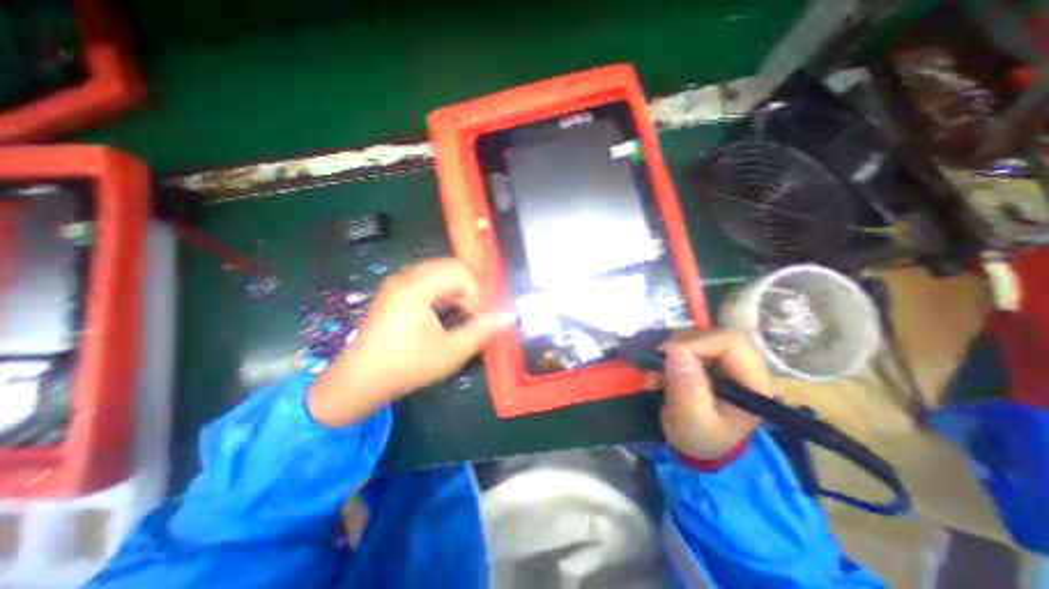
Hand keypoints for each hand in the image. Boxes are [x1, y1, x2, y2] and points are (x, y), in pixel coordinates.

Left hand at [307, 260, 514, 425]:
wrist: (359, 382)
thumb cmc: (406, 367)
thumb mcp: (450, 351)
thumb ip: (483, 330)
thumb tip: (510, 316)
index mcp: (415, 287)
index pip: (460, 271)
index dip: (478, 291)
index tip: (481, 316)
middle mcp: (405, 277)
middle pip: (451, 267)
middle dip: (470, 289)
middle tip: (475, 314)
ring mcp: (398, 283)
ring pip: (441, 274)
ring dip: (458, 292)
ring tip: (462, 317)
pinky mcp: (396, 292)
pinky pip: (429, 282)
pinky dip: (445, 295)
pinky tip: (446, 317)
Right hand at [658, 332, 773, 459]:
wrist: (700, 445)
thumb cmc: (701, 438)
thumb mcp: (691, 421)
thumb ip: (686, 389)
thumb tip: (674, 350)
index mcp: (753, 381)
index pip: (730, 342)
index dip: (698, 342)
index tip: (669, 353)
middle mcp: (744, 364)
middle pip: (713, 334)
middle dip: (681, 344)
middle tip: (660, 360)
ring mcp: (725, 359)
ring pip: (698, 335)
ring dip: (673, 347)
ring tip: (659, 368)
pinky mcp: (709, 358)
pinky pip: (688, 341)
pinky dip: (670, 350)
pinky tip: (662, 367)